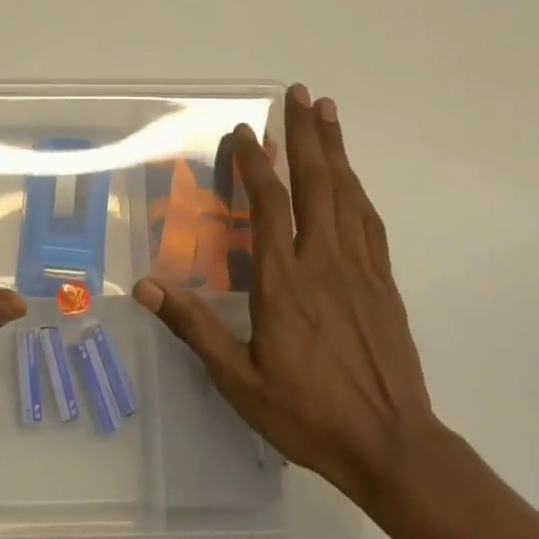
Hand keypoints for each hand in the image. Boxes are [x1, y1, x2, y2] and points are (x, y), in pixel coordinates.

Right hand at [133, 84, 438, 509]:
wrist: (392, 446)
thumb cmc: (307, 413)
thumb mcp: (238, 379)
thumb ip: (194, 328)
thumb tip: (147, 287)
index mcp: (284, 282)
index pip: (268, 206)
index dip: (255, 163)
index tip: (245, 130)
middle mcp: (324, 262)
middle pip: (315, 183)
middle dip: (305, 134)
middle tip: (299, 92)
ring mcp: (360, 269)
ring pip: (346, 194)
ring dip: (335, 149)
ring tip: (328, 112)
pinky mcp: (383, 282)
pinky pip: (369, 222)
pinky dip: (357, 189)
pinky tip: (351, 176)